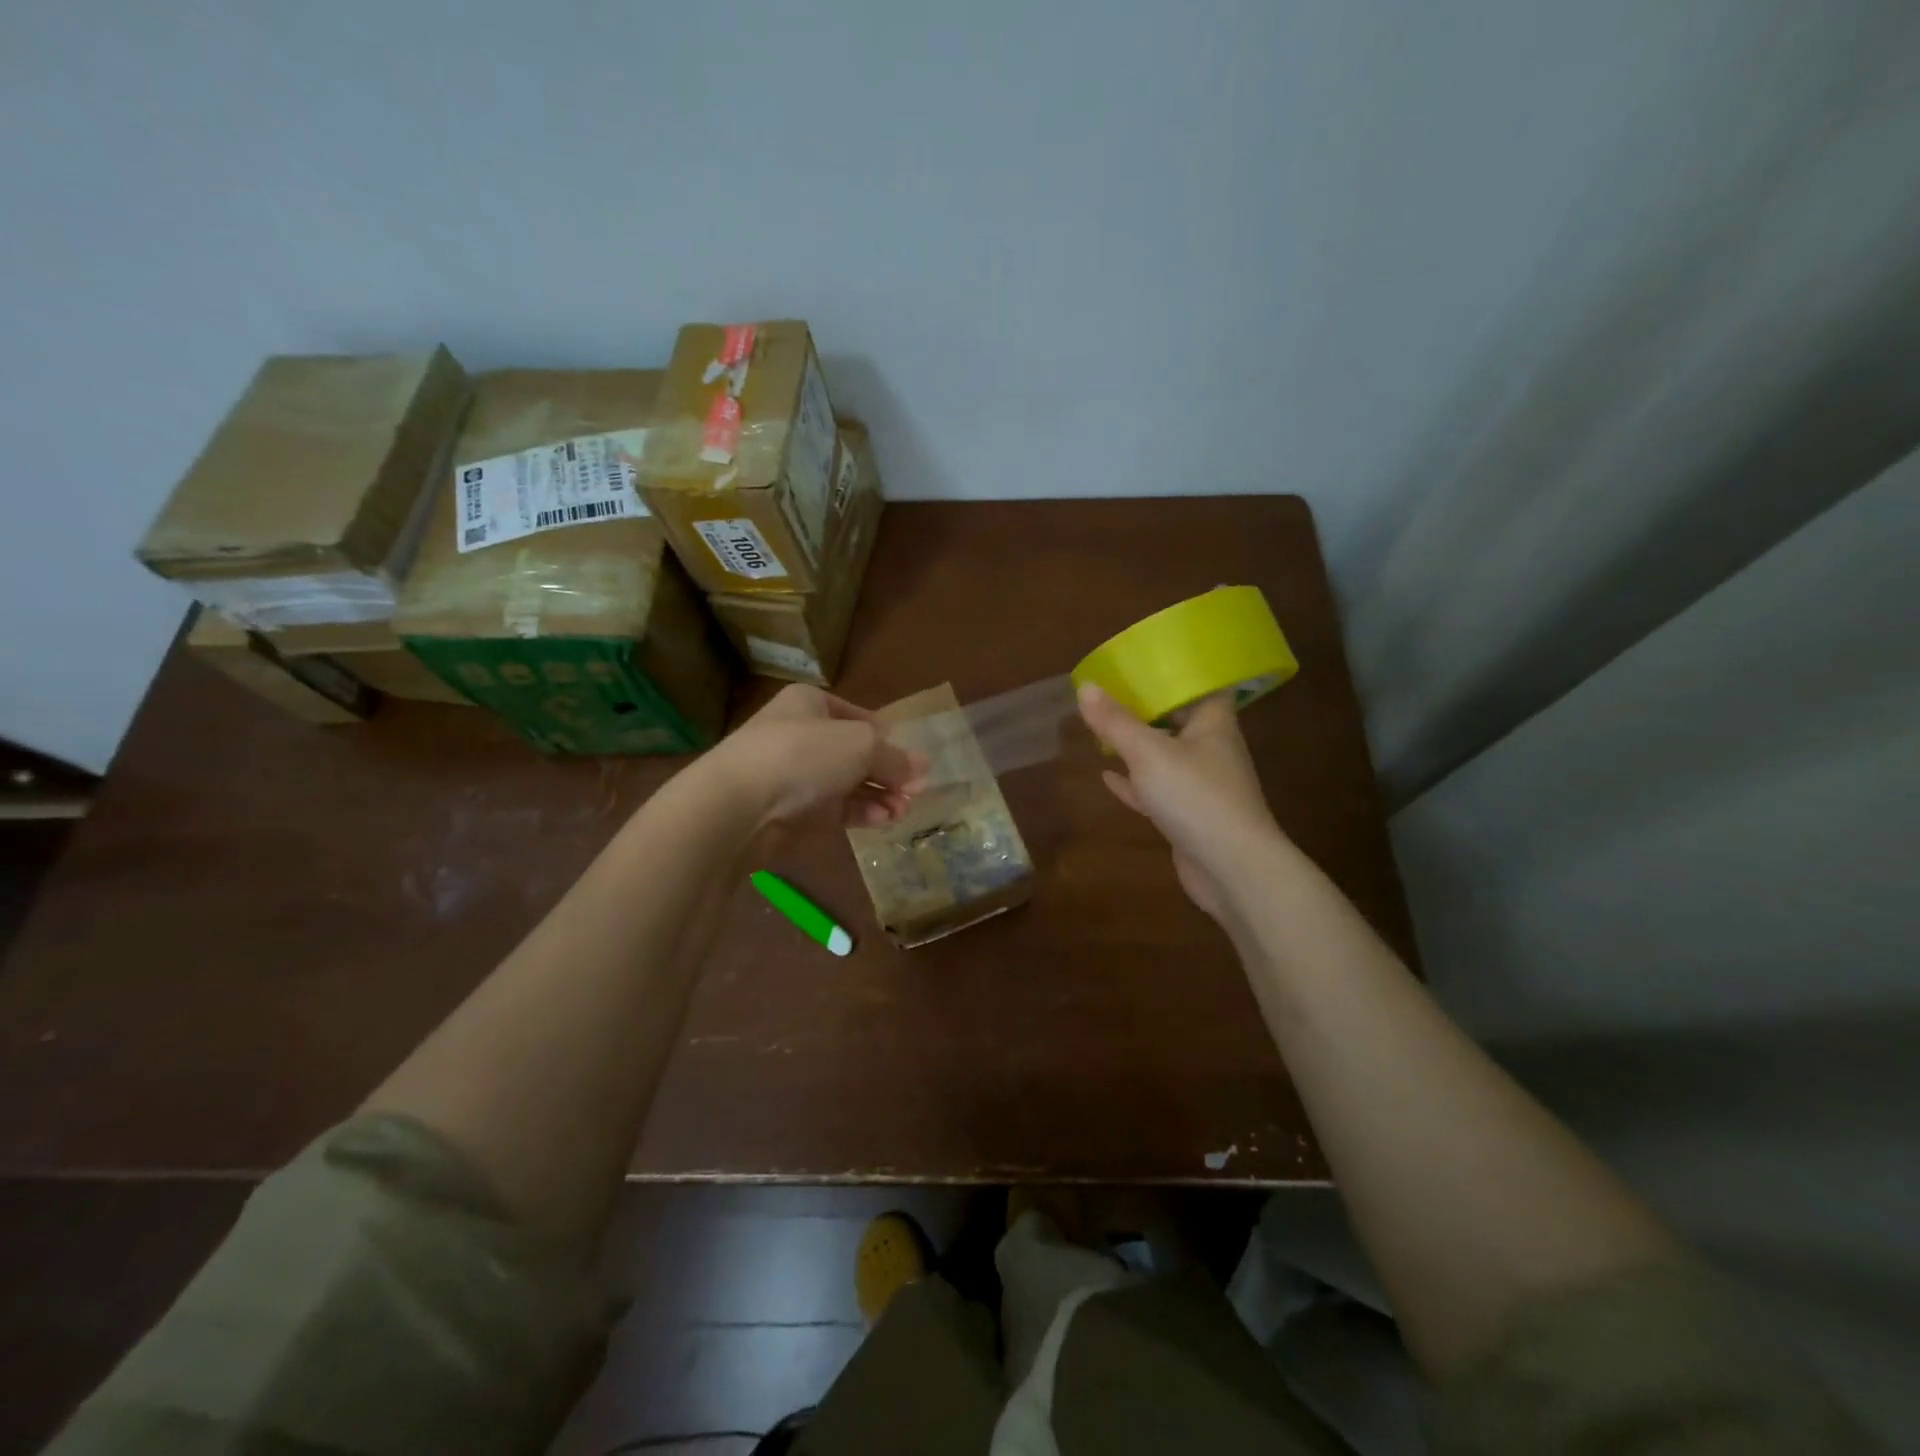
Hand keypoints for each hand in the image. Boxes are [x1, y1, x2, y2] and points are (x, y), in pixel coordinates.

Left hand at [704, 685, 927, 829]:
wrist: (739, 805)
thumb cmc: (803, 755)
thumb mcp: (861, 746)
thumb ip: (895, 758)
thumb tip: (921, 768)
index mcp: (811, 703)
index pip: (858, 716)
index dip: (887, 737)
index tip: (912, 759)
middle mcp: (802, 735)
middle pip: (856, 753)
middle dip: (889, 772)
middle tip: (916, 791)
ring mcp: (795, 775)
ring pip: (848, 783)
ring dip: (880, 795)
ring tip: (903, 809)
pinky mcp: (793, 811)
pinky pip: (835, 808)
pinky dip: (861, 812)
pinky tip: (883, 820)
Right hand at [1077, 684, 1281, 918]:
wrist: (1231, 868)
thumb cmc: (1196, 796)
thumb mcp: (1148, 752)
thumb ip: (1115, 722)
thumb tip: (1085, 687)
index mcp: (1214, 724)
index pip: (1203, 686)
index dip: (1179, 672)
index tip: (1147, 661)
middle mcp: (1212, 750)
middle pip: (1180, 720)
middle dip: (1149, 709)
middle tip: (1114, 693)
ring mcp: (1202, 786)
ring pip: (1166, 757)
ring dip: (1139, 746)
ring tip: (1106, 730)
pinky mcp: (1189, 816)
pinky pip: (1157, 790)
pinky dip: (1134, 783)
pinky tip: (1108, 777)